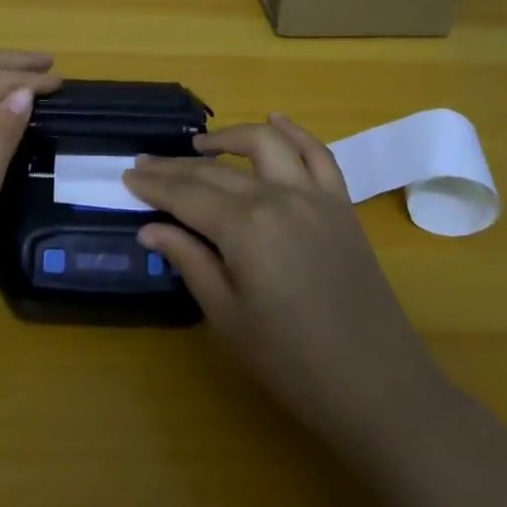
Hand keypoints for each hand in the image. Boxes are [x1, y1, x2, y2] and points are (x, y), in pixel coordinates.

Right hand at [124, 115, 445, 464]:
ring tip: (200, 144)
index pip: (187, 195)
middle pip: (217, 170)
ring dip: (229, 137)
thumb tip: (149, 228)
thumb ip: (189, 261)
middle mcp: (278, 197)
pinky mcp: (342, 205)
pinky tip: (275, 119)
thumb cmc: (292, 362)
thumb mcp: (228, 317)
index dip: (154, 185)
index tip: (127, 175)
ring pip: (266, 143)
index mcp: (245, 227)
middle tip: (145, 163)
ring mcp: (315, 196)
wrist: (379, 387)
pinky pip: (318, 154)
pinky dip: (295, 132)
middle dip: (176, 166)